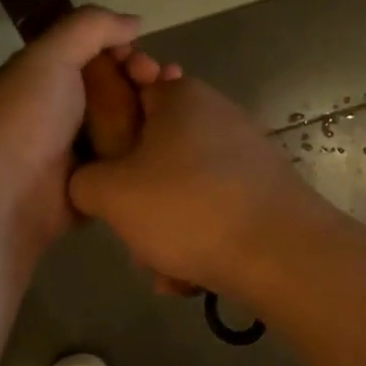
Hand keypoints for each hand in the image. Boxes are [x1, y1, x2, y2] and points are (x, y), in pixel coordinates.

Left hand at [0, 8, 173, 250]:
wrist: (5, 200)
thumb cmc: (23, 120)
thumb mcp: (48, 57)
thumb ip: (89, 27)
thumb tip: (134, 22)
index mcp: (42, 76)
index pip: (91, 52)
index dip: (120, 48)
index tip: (141, 56)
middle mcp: (60, 110)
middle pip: (113, 85)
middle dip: (142, 78)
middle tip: (163, 80)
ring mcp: (78, 149)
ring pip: (125, 121)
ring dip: (152, 111)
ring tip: (182, 107)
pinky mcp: (96, 183)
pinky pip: (128, 159)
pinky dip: (149, 148)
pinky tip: (175, 140)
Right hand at [69, 77, 309, 296]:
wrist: (282, 254)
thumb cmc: (186, 207)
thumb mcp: (111, 195)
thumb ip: (83, 180)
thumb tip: (90, 182)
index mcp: (179, 96)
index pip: (128, 90)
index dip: (106, 126)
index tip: (101, 166)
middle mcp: (215, 113)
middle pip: (153, 150)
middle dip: (137, 196)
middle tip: (131, 230)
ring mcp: (244, 151)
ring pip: (182, 188)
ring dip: (165, 227)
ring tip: (163, 267)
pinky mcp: (263, 188)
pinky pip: (212, 208)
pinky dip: (198, 237)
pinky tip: (191, 275)